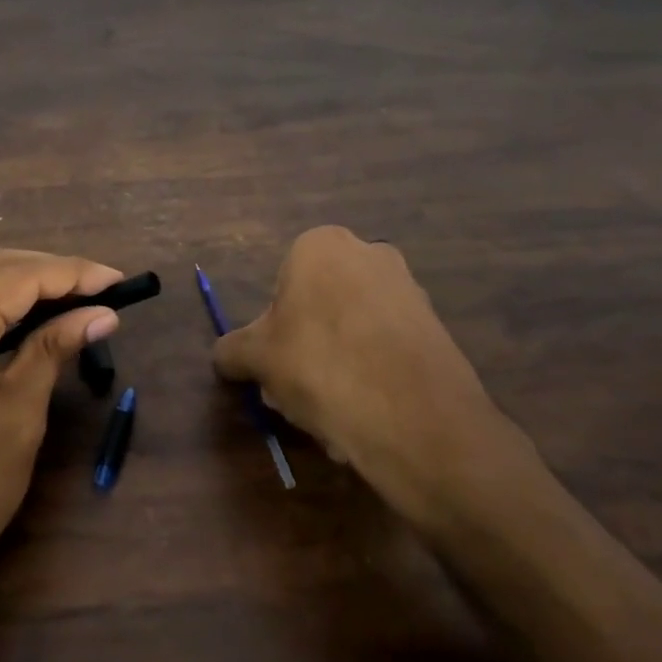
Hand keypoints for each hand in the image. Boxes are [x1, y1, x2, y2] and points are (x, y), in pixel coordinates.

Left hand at [0, 249, 123, 620]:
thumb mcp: (21, 409)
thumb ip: (55, 345)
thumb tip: (103, 314)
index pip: (17, 275)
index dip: (72, 273)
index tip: (117, 279)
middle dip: (43, 269)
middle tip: (94, 287)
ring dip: (10, 277)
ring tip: (61, 295)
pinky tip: (13, 313)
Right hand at [214, 226, 532, 535]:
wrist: (413, 416)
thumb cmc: (319, 366)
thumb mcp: (256, 359)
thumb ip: (232, 350)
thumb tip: (225, 356)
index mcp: (321, 245)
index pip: (281, 285)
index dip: (272, 329)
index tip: (274, 364)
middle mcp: (370, 253)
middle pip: (319, 306)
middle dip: (305, 347)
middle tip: (296, 390)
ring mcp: (409, 288)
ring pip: (352, 330)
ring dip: (337, 365)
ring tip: (332, 411)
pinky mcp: (436, 326)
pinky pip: (386, 349)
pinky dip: (372, 375)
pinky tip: (366, 413)